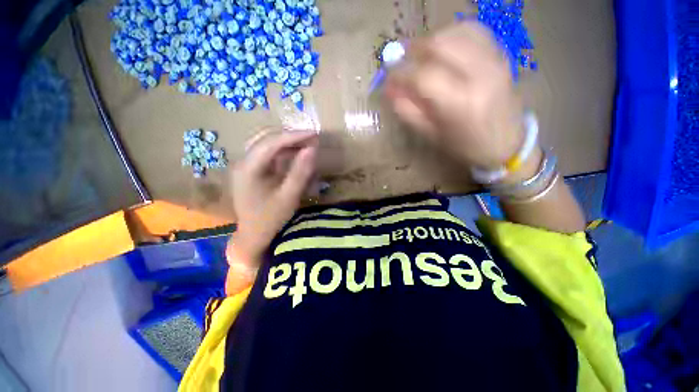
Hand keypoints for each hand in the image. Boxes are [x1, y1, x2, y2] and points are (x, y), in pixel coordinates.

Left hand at [229, 130, 318, 264]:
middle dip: (290, 136)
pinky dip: (283, 151)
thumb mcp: (289, 197)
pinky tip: (296, 153)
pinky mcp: (252, 171)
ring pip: (267, 144)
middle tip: (312, 137)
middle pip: (266, 139)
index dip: (293, 136)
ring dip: (287, 142)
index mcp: (248, 169)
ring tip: (307, 143)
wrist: (254, 236)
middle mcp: (243, 162)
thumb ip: (300, 172)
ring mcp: (246, 166)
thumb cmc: (271, 219)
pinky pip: (268, 154)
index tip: (313, 133)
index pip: (271, 143)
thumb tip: (312, 149)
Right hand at [385, 22, 526, 169]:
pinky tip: (445, 50)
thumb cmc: (465, 145)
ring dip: (432, 42)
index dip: (400, 73)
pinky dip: (452, 35)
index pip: (422, 76)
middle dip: (414, 51)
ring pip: (455, 32)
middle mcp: (478, 74)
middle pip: (438, 44)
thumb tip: (389, 90)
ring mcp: (493, 60)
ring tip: (423, 58)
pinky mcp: (500, 55)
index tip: (389, 78)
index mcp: (459, 103)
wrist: (507, 143)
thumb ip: (408, 111)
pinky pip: (473, 30)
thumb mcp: (431, 135)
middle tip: (404, 64)